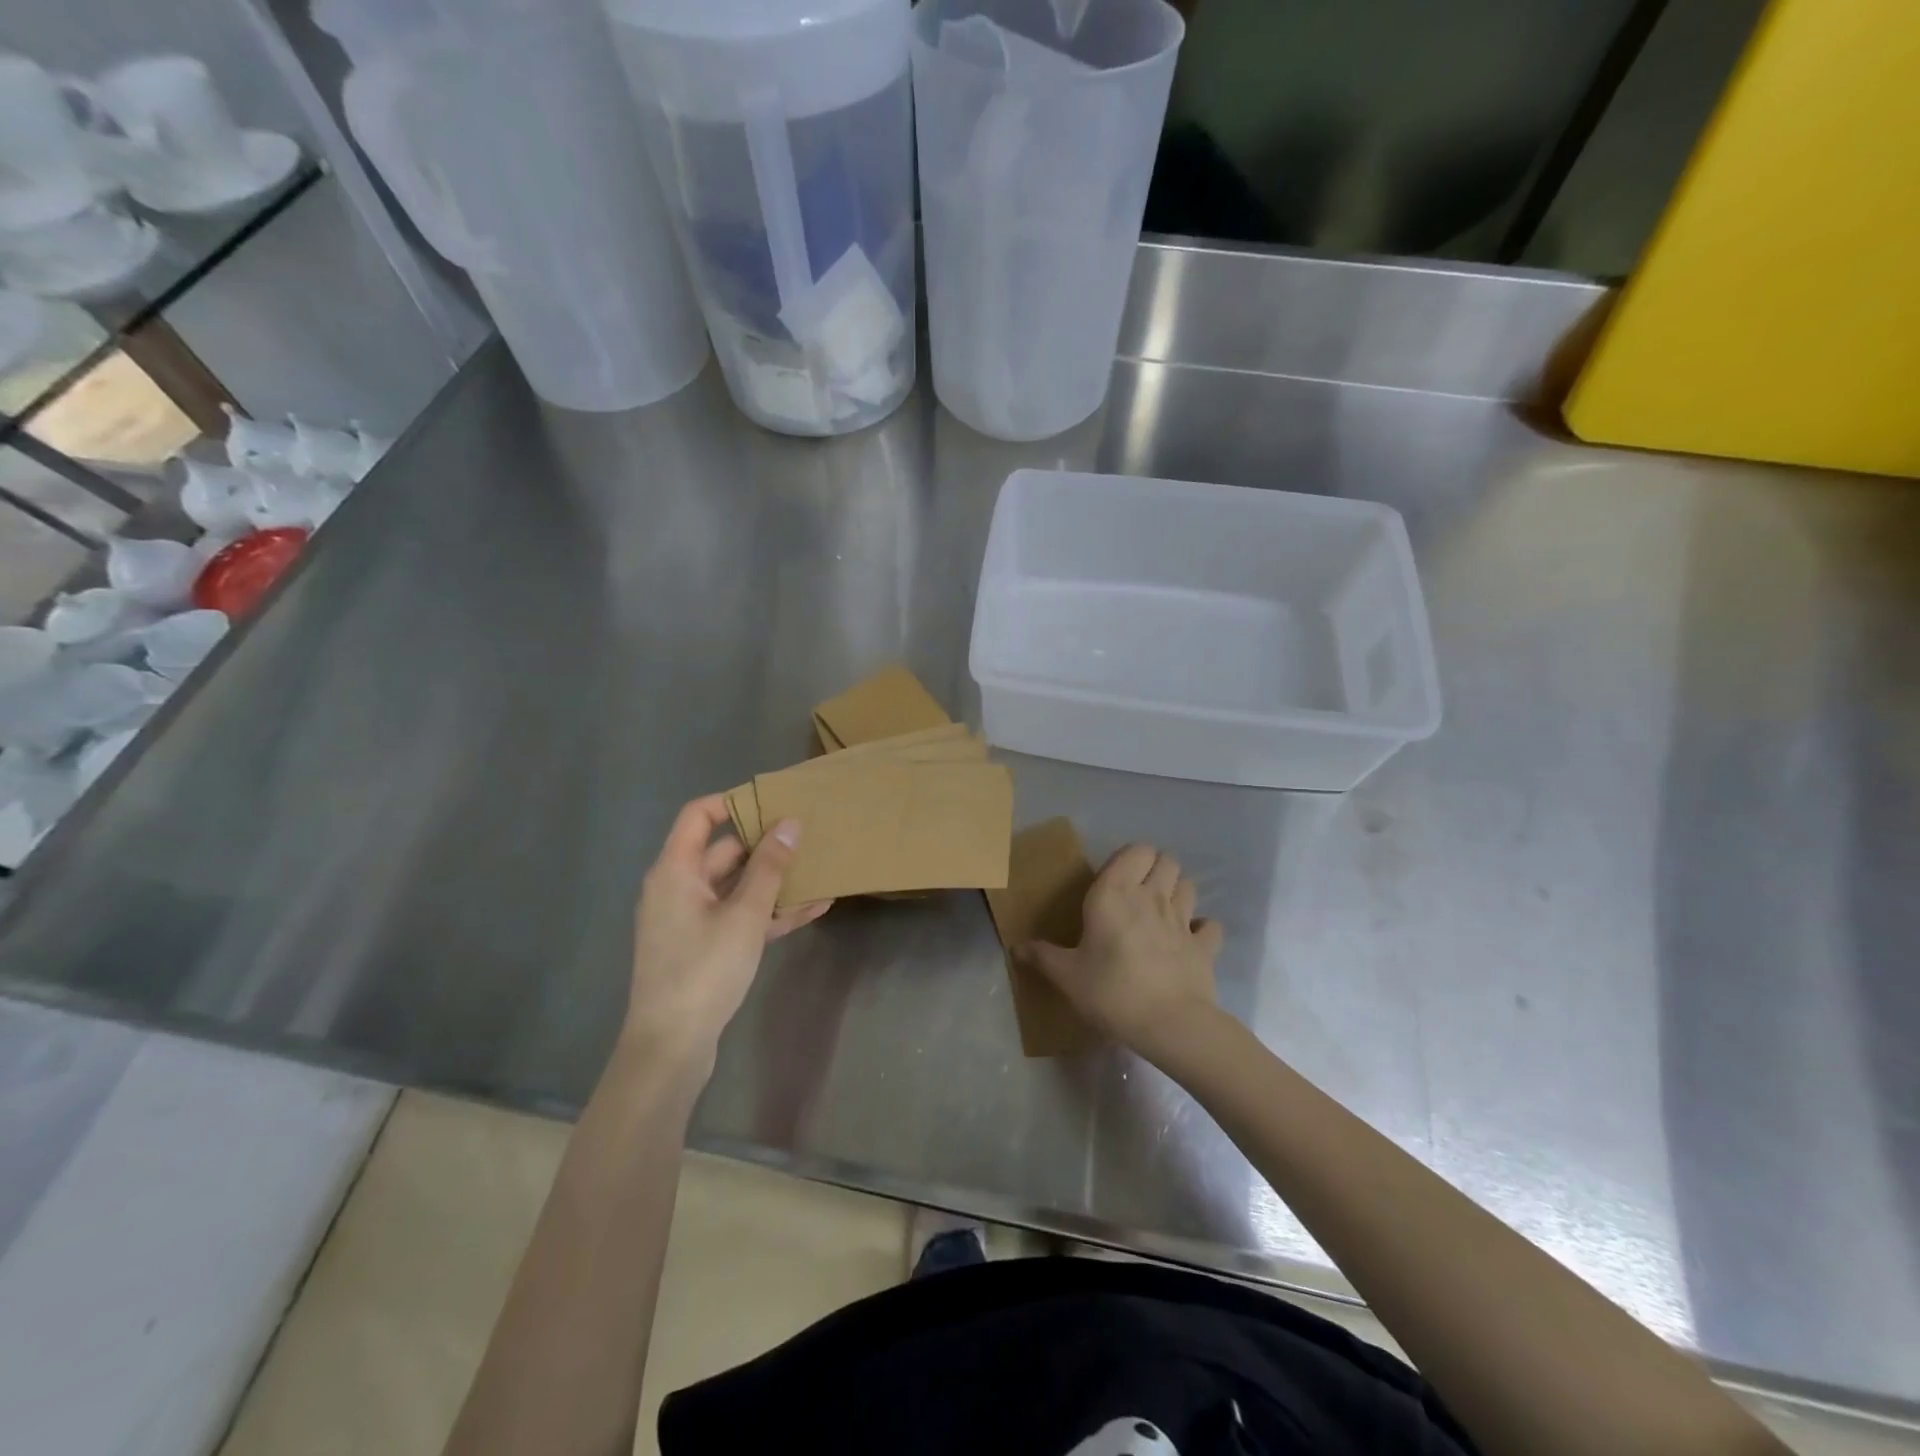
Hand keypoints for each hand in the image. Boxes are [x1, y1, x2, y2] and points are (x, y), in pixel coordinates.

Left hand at [622, 795, 830, 1074]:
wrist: (671, 1047)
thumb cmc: (703, 970)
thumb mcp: (744, 915)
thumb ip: (769, 868)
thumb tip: (790, 823)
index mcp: (675, 871)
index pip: (698, 816)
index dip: (733, 802)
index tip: (774, 800)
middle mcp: (680, 888)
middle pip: (724, 852)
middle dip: (767, 844)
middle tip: (809, 834)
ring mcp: (693, 920)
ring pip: (738, 887)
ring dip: (775, 881)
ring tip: (820, 868)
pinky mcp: (706, 947)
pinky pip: (741, 917)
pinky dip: (771, 911)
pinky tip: (814, 907)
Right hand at [1021, 843, 1222, 1060]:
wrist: (1170, 1024)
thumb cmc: (1111, 991)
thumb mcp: (1067, 976)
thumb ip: (1042, 956)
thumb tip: (1016, 947)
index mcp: (1115, 893)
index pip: (1135, 850)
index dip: (1129, 858)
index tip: (1114, 878)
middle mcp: (1151, 897)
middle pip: (1166, 860)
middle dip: (1155, 868)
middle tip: (1138, 891)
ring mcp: (1183, 920)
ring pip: (1188, 885)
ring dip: (1177, 891)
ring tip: (1162, 910)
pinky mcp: (1205, 946)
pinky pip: (1210, 926)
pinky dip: (1202, 928)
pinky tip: (1190, 940)